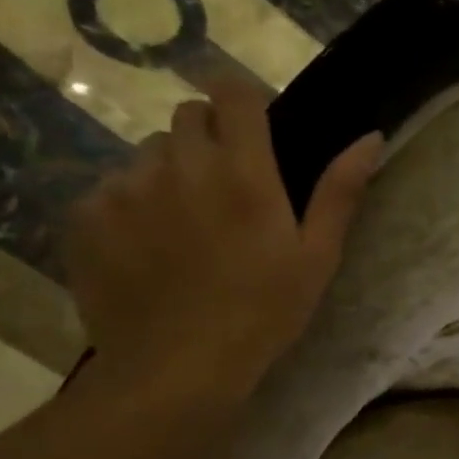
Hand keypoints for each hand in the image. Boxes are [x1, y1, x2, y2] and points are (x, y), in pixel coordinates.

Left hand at [62, 76, 382, 396]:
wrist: (177, 367)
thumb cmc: (263, 312)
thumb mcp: (317, 256)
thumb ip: (340, 191)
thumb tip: (371, 137)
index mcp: (243, 172)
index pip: (231, 91)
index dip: (242, 101)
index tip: (253, 130)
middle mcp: (180, 165)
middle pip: (188, 116)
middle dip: (210, 137)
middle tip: (226, 188)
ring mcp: (126, 187)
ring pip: (150, 153)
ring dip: (171, 171)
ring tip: (184, 224)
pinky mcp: (86, 214)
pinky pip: (112, 187)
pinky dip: (132, 204)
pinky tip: (148, 248)